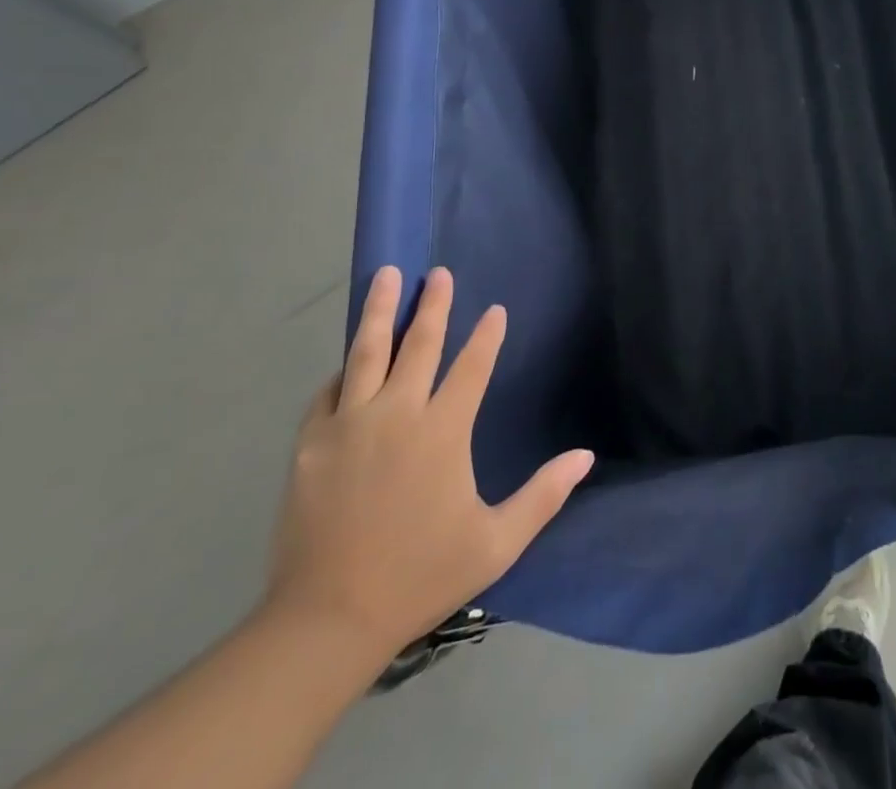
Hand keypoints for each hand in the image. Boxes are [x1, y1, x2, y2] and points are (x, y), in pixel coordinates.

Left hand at [265, 266, 593, 655]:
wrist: (326, 622)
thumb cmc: (420, 576)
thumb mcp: (496, 543)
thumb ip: (543, 495)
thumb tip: (586, 456)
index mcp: (442, 432)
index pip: (471, 367)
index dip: (486, 337)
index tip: (496, 310)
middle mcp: (396, 415)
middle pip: (419, 345)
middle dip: (434, 305)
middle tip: (439, 274)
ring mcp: (348, 426)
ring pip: (367, 353)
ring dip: (381, 312)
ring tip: (387, 276)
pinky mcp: (310, 446)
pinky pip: (328, 393)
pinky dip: (342, 370)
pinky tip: (349, 359)